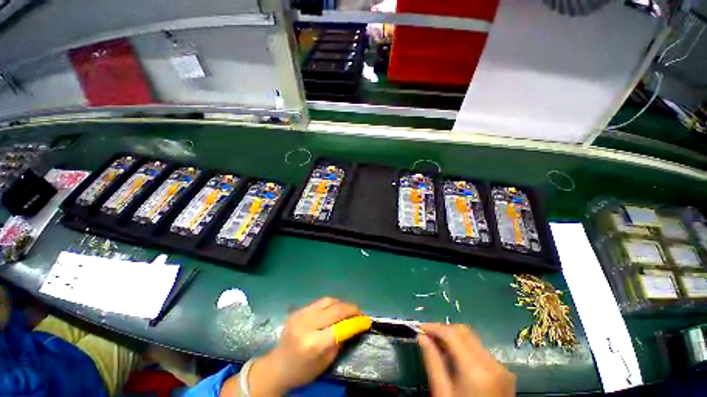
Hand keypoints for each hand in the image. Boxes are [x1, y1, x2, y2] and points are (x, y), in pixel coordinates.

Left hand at [221, 297, 362, 395]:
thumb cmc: (302, 371)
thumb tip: (353, 326)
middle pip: (334, 309)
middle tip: (360, 311)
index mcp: (313, 343)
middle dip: (350, 308)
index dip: (355, 322)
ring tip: (349, 309)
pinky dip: (331, 304)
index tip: (366, 320)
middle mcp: (306, 325)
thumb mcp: (325, 362)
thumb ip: (339, 341)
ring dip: (341, 303)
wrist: (277, 366)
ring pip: (327, 301)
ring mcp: (300, 315)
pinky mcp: (298, 310)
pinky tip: (335, 309)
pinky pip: (319, 302)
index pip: (339, 327)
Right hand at [418, 323, 515, 396]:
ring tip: (438, 346)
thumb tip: (421, 337)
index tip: (420, 327)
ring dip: (454, 338)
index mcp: (476, 369)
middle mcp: (492, 363)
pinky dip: (465, 349)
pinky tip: (455, 358)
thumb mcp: (442, 392)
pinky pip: (481, 352)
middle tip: (427, 335)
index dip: (434, 327)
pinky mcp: (504, 373)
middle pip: (464, 332)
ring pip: (473, 340)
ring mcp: (501, 368)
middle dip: (444, 330)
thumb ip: (432, 361)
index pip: (452, 333)